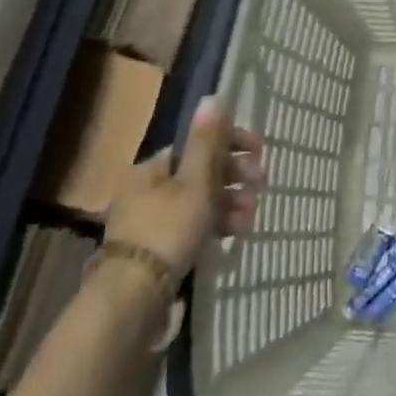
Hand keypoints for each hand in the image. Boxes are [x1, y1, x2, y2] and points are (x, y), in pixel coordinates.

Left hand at [106, 98, 264, 281]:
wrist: (135, 297)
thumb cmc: (168, 230)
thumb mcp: (195, 183)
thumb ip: (207, 142)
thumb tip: (213, 98)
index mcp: (151, 169)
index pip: (197, 145)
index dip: (231, 144)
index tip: (260, 153)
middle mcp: (147, 191)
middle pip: (200, 174)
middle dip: (235, 177)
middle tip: (261, 185)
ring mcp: (151, 222)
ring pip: (200, 202)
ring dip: (230, 203)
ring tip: (251, 216)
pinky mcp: (158, 250)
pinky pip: (194, 227)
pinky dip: (217, 225)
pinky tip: (236, 233)